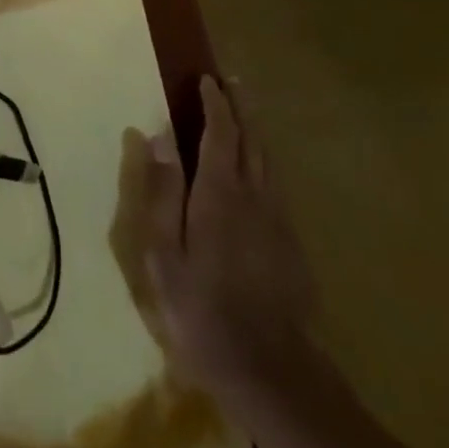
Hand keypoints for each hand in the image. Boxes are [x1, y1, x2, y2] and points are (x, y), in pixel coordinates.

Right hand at [145, 76, 316, 399]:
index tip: (207, 80)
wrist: (271, 367)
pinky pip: (276, 185)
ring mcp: (278, 219)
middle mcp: (254, 196)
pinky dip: (263, 161)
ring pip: (268, 161)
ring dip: (255, 131)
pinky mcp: (291, 242)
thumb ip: (162, 192)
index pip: (220, 134)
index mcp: (220, 194)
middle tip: (232, 83)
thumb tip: (157, 136)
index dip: (215, 104)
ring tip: (244, 114)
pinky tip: (257, 169)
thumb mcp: (165, 253)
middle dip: (241, 109)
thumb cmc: (202, 308)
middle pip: (251, 140)